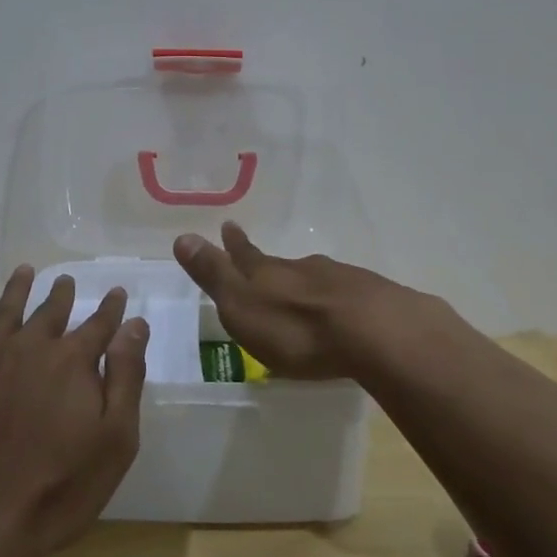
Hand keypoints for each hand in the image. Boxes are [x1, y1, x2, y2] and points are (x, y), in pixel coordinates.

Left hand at [0, 267, 148, 556]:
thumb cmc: (59, 485)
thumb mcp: (115, 439)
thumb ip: (126, 376)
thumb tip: (135, 325)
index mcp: (72, 360)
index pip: (99, 324)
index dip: (111, 308)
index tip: (118, 293)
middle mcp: (30, 348)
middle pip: (50, 312)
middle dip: (62, 294)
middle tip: (67, 280)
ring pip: (6, 313)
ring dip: (18, 291)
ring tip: (25, 272)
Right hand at [172, 222, 446, 380]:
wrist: (375, 332)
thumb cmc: (297, 329)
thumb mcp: (243, 306)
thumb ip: (215, 275)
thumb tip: (181, 236)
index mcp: (269, 274)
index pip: (244, 254)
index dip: (233, 243)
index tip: (227, 225)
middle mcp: (303, 269)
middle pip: (281, 265)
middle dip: (268, 264)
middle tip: (262, 262)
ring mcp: (340, 281)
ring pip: (315, 278)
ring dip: (304, 283)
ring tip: (300, 292)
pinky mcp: (372, 299)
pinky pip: (344, 294)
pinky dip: (335, 300)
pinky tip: (339, 311)